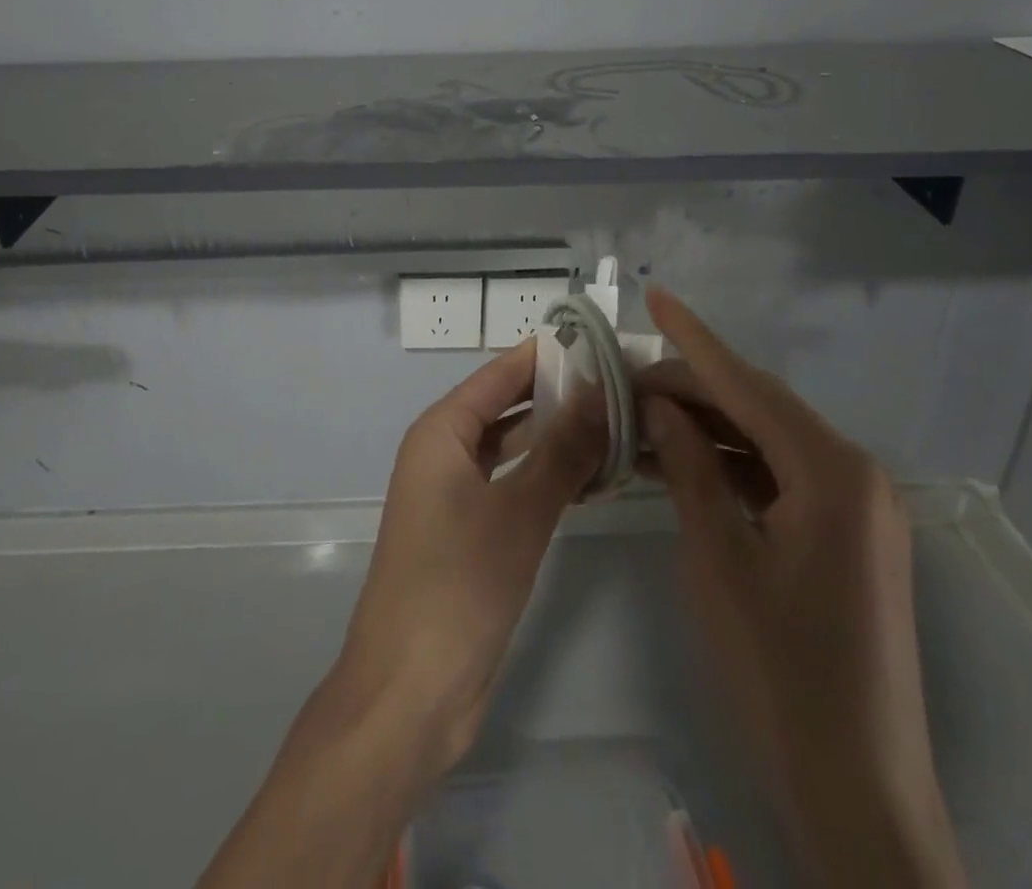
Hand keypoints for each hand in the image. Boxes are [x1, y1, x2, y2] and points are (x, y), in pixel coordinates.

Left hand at [198, 341, 606, 888]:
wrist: (410, 692)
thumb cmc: (457, 586)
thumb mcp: (518, 512)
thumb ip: (562, 451)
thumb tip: (601, 392)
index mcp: (440, 432)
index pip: (499, 374)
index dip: (544, 355)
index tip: (598, 340)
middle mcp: (444, 453)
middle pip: (506, 407)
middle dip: (558, 396)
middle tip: (622, 385)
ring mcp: (456, 495)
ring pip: (513, 449)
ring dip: (557, 439)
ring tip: (619, 425)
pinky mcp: (471, 533)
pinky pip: (513, 486)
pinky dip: (548, 478)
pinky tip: (594, 478)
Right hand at [638, 288, 965, 888]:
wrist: (858, 791)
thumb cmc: (781, 671)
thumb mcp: (719, 559)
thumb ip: (690, 469)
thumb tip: (660, 407)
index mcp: (832, 472)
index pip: (746, 385)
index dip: (694, 340)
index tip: (655, 295)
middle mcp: (855, 475)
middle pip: (759, 408)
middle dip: (692, 389)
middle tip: (627, 383)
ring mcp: (857, 508)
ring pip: (767, 442)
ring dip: (708, 429)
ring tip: (642, 421)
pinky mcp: (849, 536)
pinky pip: (781, 478)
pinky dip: (731, 467)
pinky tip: (681, 466)